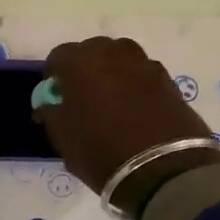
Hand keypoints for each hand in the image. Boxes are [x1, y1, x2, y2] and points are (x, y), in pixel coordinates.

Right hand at [37, 37, 219, 215]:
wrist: (163, 169)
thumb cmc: (101, 152)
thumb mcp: (63, 139)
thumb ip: (52, 114)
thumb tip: (50, 105)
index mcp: (80, 63)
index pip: (59, 56)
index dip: (54, 74)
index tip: (55, 93)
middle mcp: (112, 54)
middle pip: (93, 50)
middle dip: (85, 68)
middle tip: (83, 94)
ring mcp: (144, 64)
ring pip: (122, 57)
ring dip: (113, 71)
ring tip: (112, 98)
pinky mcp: (169, 80)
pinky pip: (144, 74)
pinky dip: (136, 84)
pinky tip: (136, 108)